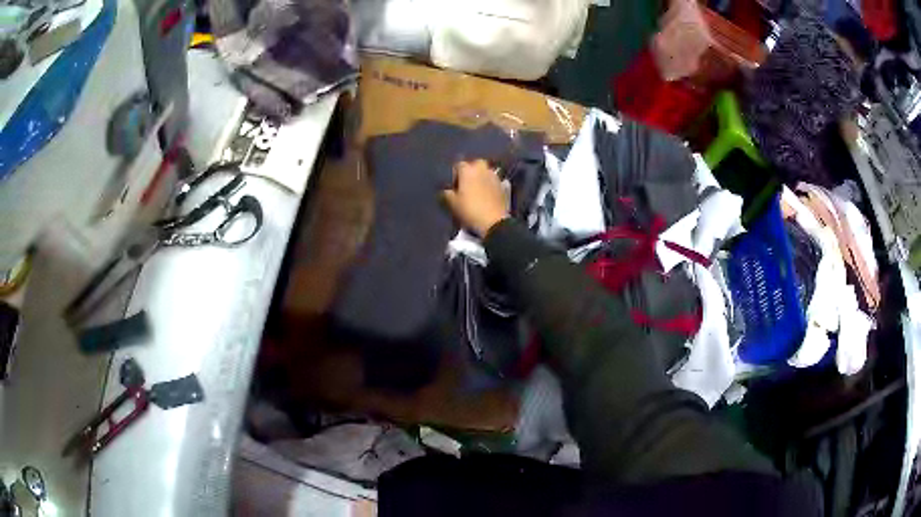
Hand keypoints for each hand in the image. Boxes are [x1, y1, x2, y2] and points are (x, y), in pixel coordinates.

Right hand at [442, 159, 509, 236]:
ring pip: (485, 171)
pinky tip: (486, 194)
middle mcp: (482, 168)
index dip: (455, 174)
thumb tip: (447, 190)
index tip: (454, 184)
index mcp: (468, 170)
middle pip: (475, 164)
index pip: (459, 165)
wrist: (494, 222)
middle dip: (471, 171)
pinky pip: (493, 180)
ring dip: (481, 176)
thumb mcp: (453, 204)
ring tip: (477, 188)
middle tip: (466, 183)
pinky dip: (489, 184)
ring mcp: (494, 176)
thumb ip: (447, 194)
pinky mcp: (503, 185)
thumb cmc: (470, 210)